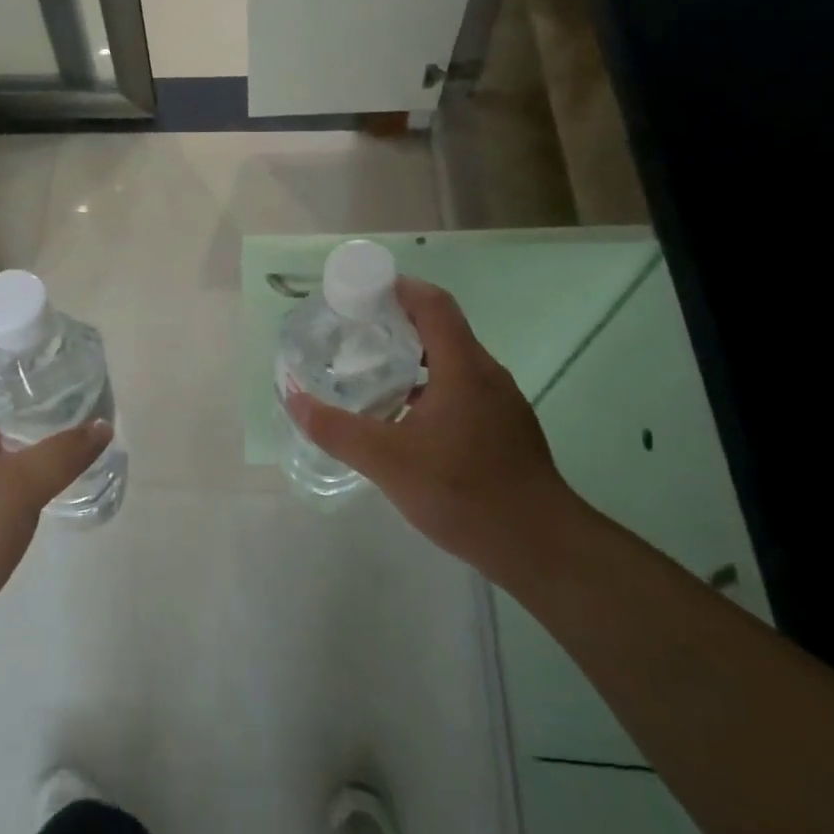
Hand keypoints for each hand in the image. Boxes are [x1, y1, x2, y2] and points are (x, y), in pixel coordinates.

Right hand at [285, 277, 566, 568]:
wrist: (540, 547)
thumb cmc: (463, 492)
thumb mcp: (387, 461)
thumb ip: (336, 429)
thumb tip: (294, 399)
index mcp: (463, 367)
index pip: (432, 304)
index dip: (396, 287)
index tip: (358, 292)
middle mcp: (486, 375)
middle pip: (440, 329)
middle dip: (396, 323)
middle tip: (352, 334)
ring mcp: (500, 403)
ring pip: (451, 363)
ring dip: (412, 359)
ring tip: (370, 374)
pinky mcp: (504, 430)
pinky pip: (460, 390)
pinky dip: (428, 388)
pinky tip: (403, 421)